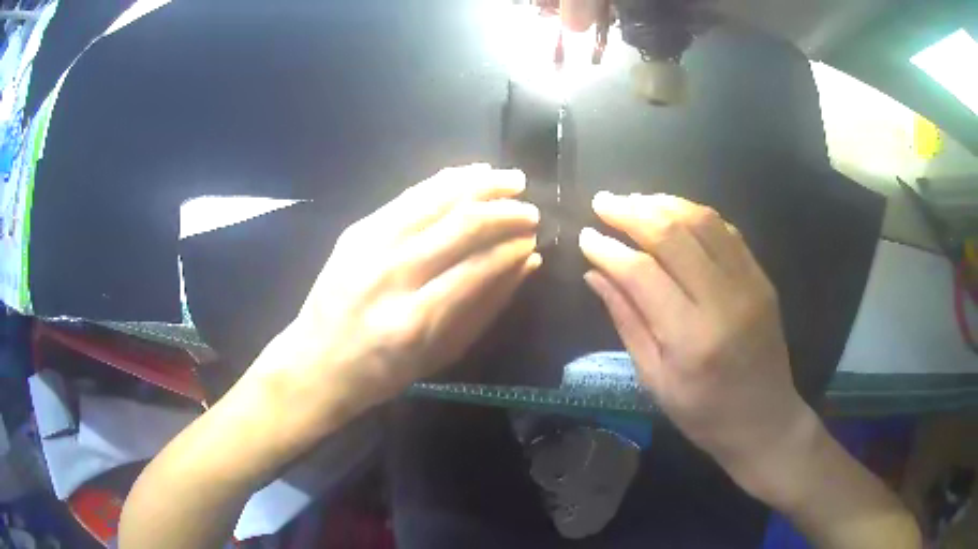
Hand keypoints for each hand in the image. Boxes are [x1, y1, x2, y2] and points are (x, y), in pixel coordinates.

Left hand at [249, 164, 540, 419]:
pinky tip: (469, 174)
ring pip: (436, 199)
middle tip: (531, 211)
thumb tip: (527, 262)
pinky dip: (444, 181)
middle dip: (505, 211)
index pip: (480, 267)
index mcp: (416, 320)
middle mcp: (392, 274)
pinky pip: (409, 195)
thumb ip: (487, 306)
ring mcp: (369, 245)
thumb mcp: (442, 354)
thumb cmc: (383, 372)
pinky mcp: (357, 230)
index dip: (514, 247)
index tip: (534, 239)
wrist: (315, 362)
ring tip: (511, 180)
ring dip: (480, 185)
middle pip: (461, 225)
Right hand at [578, 192, 810, 488]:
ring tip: (633, 202)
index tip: (585, 236)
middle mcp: (724, 300)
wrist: (764, 419)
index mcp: (692, 338)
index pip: (643, 273)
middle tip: (603, 202)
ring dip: (663, 204)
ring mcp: (749, 283)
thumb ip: (628, 321)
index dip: (609, 250)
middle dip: (632, 212)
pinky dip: (694, 214)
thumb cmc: (704, 412)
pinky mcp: (761, 277)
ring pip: (702, 222)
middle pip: (674, 235)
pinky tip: (673, 213)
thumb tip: (596, 275)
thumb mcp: (656, 379)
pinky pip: (725, 230)